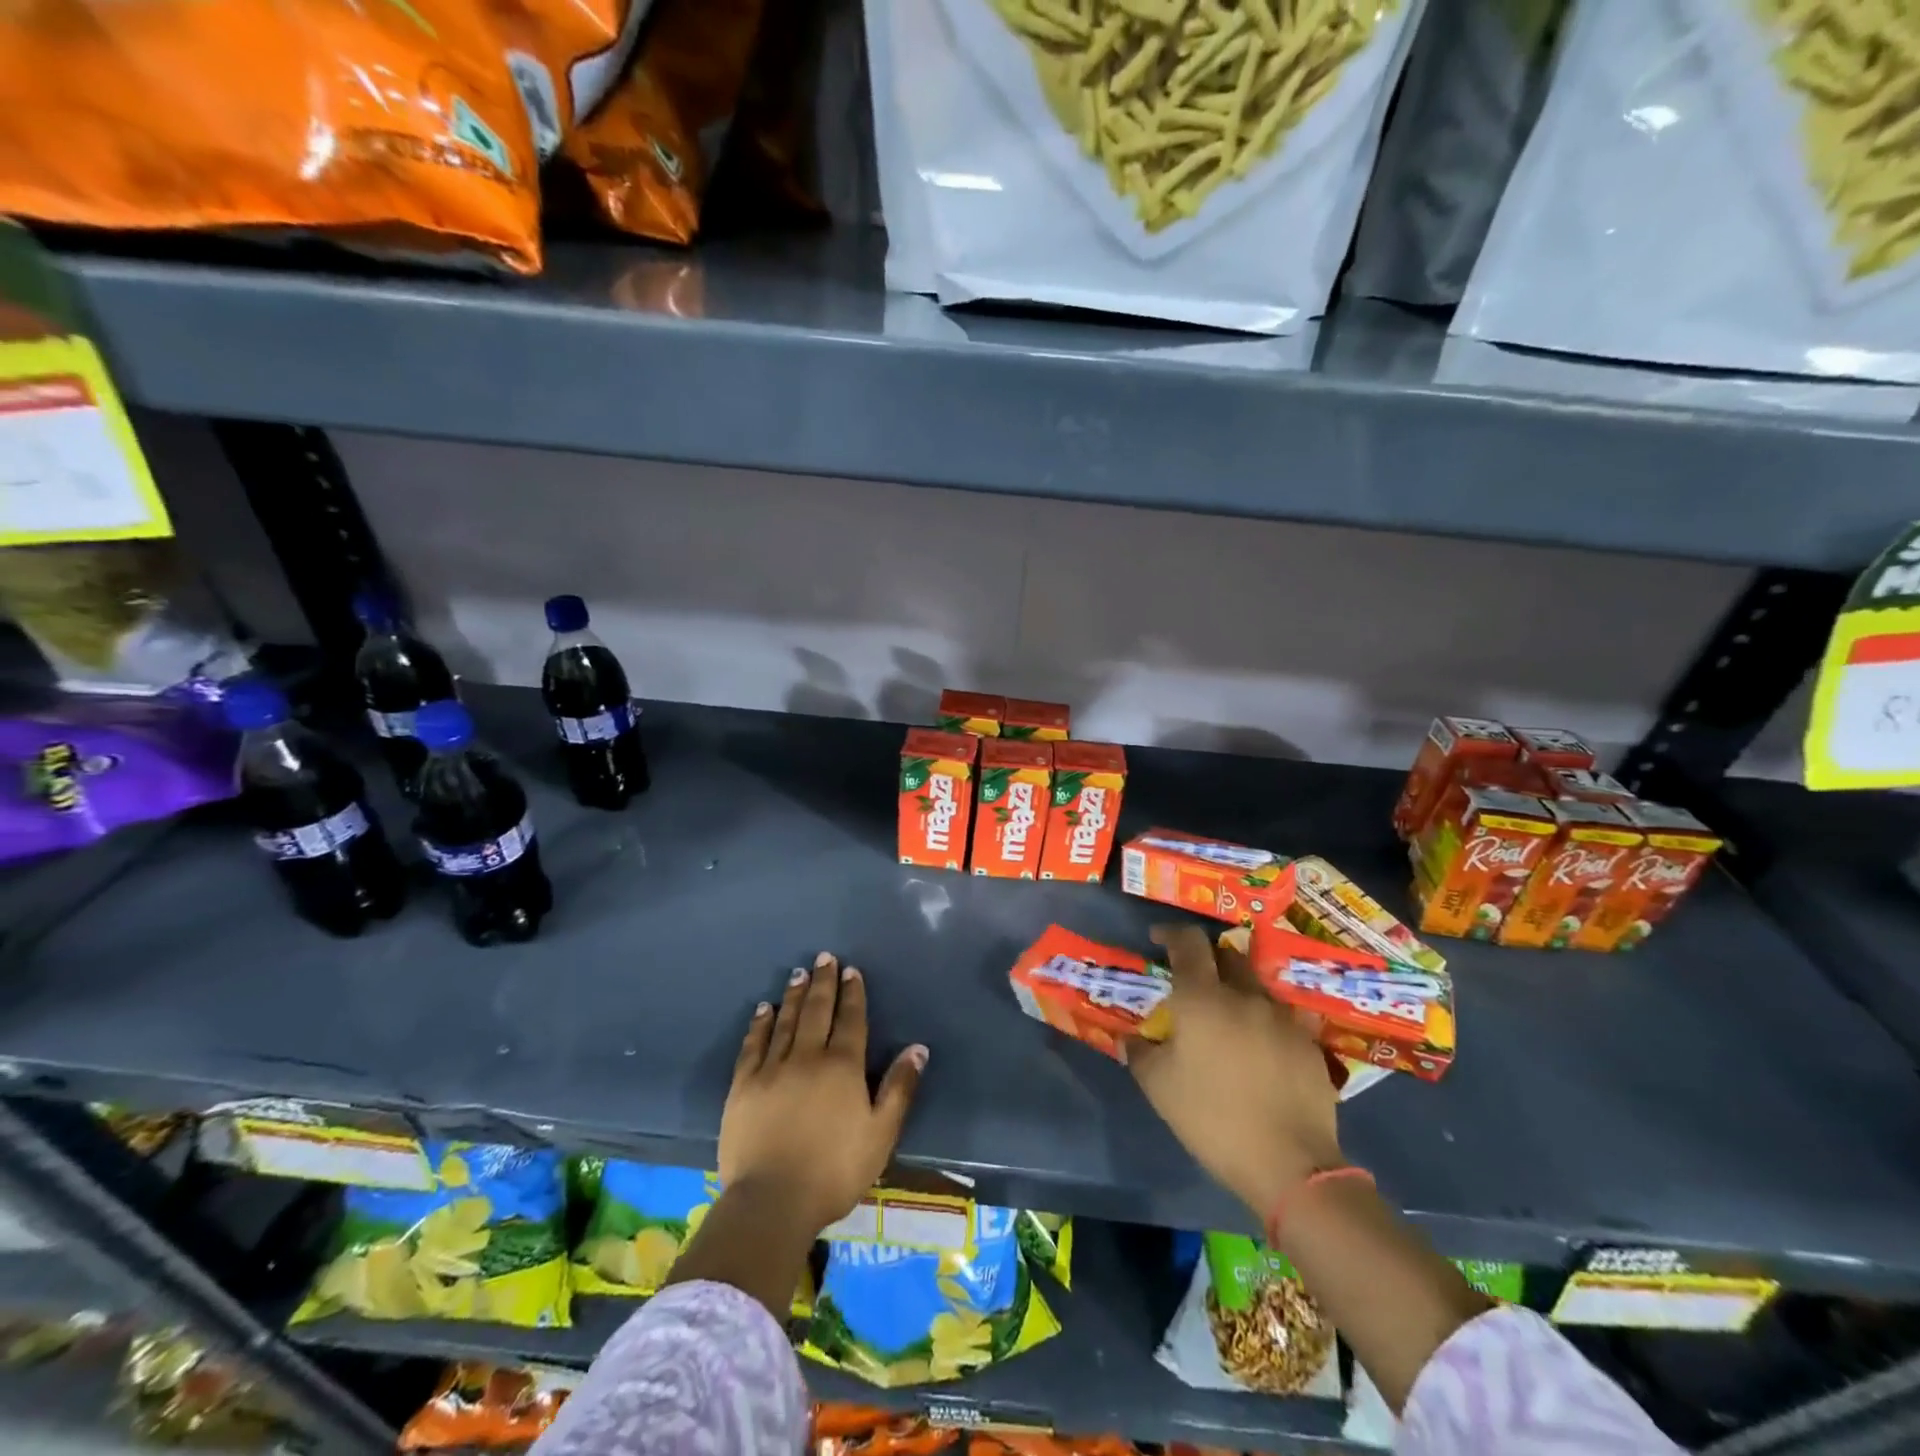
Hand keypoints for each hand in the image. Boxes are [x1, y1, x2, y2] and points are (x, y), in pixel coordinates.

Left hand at [719, 951, 927, 1233]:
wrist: (772, 1201)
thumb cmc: (835, 1170)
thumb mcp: (881, 1134)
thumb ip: (899, 1088)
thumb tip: (918, 1048)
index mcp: (843, 1066)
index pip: (850, 1019)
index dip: (852, 993)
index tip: (851, 970)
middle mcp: (808, 1056)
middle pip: (818, 1010)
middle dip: (824, 982)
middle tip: (824, 957)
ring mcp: (772, 1068)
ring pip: (787, 1021)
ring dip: (795, 995)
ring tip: (799, 973)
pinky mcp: (744, 1086)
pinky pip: (754, 1044)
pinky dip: (761, 1024)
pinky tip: (764, 1010)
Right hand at [1128, 924, 1344, 1220]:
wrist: (1290, 1164)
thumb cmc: (1212, 1118)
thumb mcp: (1159, 1087)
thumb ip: (1140, 1053)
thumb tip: (1130, 1038)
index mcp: (1203, 998)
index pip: (1188, 942)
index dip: (1171, 933)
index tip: (1158, 939)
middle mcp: (1245, 995)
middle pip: (1228, 955)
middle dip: (1209, 960)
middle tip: (1195, 984)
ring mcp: (1282, 1017)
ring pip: (1256, 987)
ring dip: (1239, 992)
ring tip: (1229, 1023)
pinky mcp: (1309, 1043)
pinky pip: (1281, 1018)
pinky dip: (1264, 1024)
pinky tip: (1260, 1053)